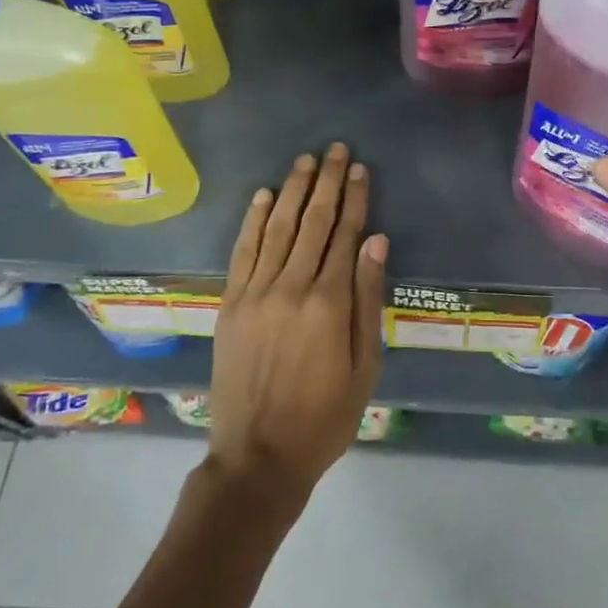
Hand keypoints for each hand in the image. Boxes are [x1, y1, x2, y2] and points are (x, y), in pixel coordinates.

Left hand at [207, 143, 387, 508]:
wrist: (257, 458)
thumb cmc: (324, 417)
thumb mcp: (365, 365)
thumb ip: (369, 299)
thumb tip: (376, 241)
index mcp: (329, 303)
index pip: (345, 235)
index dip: (355, 199)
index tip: (360, 169)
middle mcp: (291, 286)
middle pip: (313, 222)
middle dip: (327, 182)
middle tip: (336, 150)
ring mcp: (255, 292)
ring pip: (278, 228)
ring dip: (293, 190)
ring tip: (306, 161)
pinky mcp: (231, 303)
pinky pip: (243, 251)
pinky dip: (254, 220)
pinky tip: (265, 196)